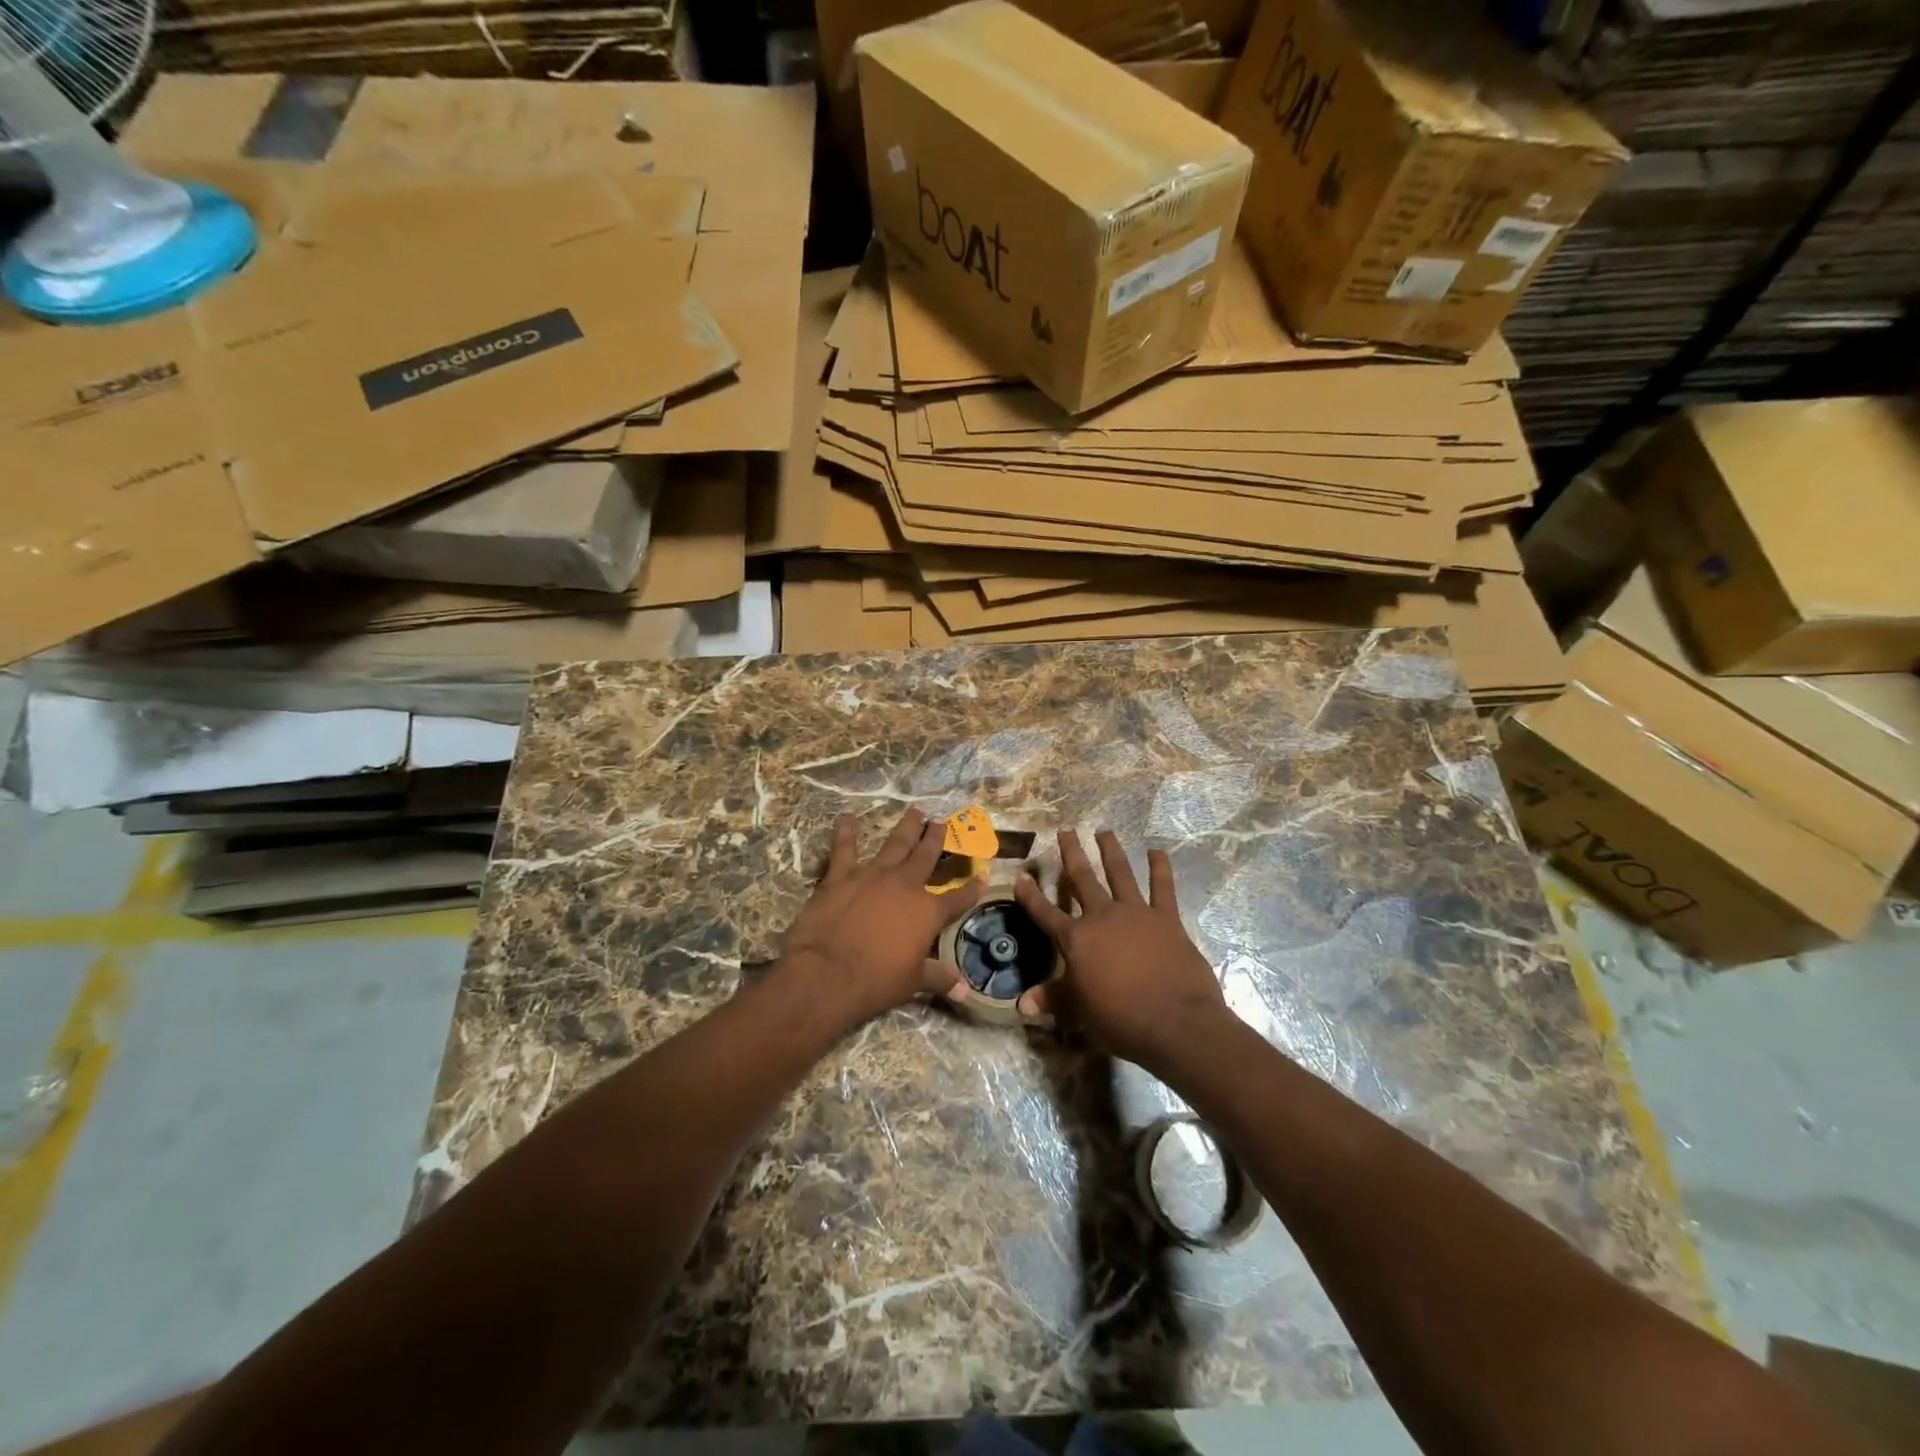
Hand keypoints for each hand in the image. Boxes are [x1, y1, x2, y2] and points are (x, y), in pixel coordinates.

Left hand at [780, 809, 984, 1027]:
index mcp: (928, 911)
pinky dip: (846, 833)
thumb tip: (965, 991)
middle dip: (936, 838)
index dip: (972, 888)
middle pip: (926, 855)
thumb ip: (939, 979)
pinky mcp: (841, 876)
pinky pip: (845, 849)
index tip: (984, 876)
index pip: (958, 898)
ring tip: (915, 811)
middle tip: (942, 822)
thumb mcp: (913, 982)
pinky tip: (846, 818)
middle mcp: (906, 885)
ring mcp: (873, 875)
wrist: (828, 974)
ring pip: (895, 844)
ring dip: (906, 827)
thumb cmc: (876, 981)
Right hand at [1014, 828, 1229, 1071]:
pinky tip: (1157, 851)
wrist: (1174, 1022)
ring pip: (1119, 874)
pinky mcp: (1166, 919)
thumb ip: (1052, 1000)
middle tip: (1066, 831)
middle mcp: (1102, 917)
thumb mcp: (1080, 1011)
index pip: (1045, 913)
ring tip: (1105, 831)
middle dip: (1071, 854)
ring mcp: (1136, 913)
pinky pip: (1163, 887)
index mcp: (1076, 940)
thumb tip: (1021, 1004)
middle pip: (1082, 879)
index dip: (1030, 896)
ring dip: (1111, 851)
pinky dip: (1160, 868)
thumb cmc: (1120, 1019)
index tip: (1021, 876)